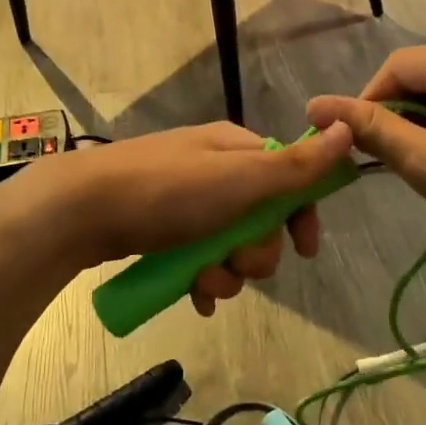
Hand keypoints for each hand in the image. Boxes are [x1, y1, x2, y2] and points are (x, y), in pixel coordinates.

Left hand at [8, 122, 354, 315]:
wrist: (77, 211)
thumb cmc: (167, 192)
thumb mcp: (240, 178)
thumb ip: (297, 165)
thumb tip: (348, 127)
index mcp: (236, 149)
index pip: (289, 178)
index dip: (301, 215)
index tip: (305, 250)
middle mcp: (213, 170)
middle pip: (260, 219)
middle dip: (256, 252)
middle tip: (236, 264)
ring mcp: (183, 200)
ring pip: (228, 245)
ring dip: (227, 273)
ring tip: (205, 285)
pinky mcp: (158, 228)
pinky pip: (196, 258)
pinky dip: (201, 279)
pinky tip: (192, 297)